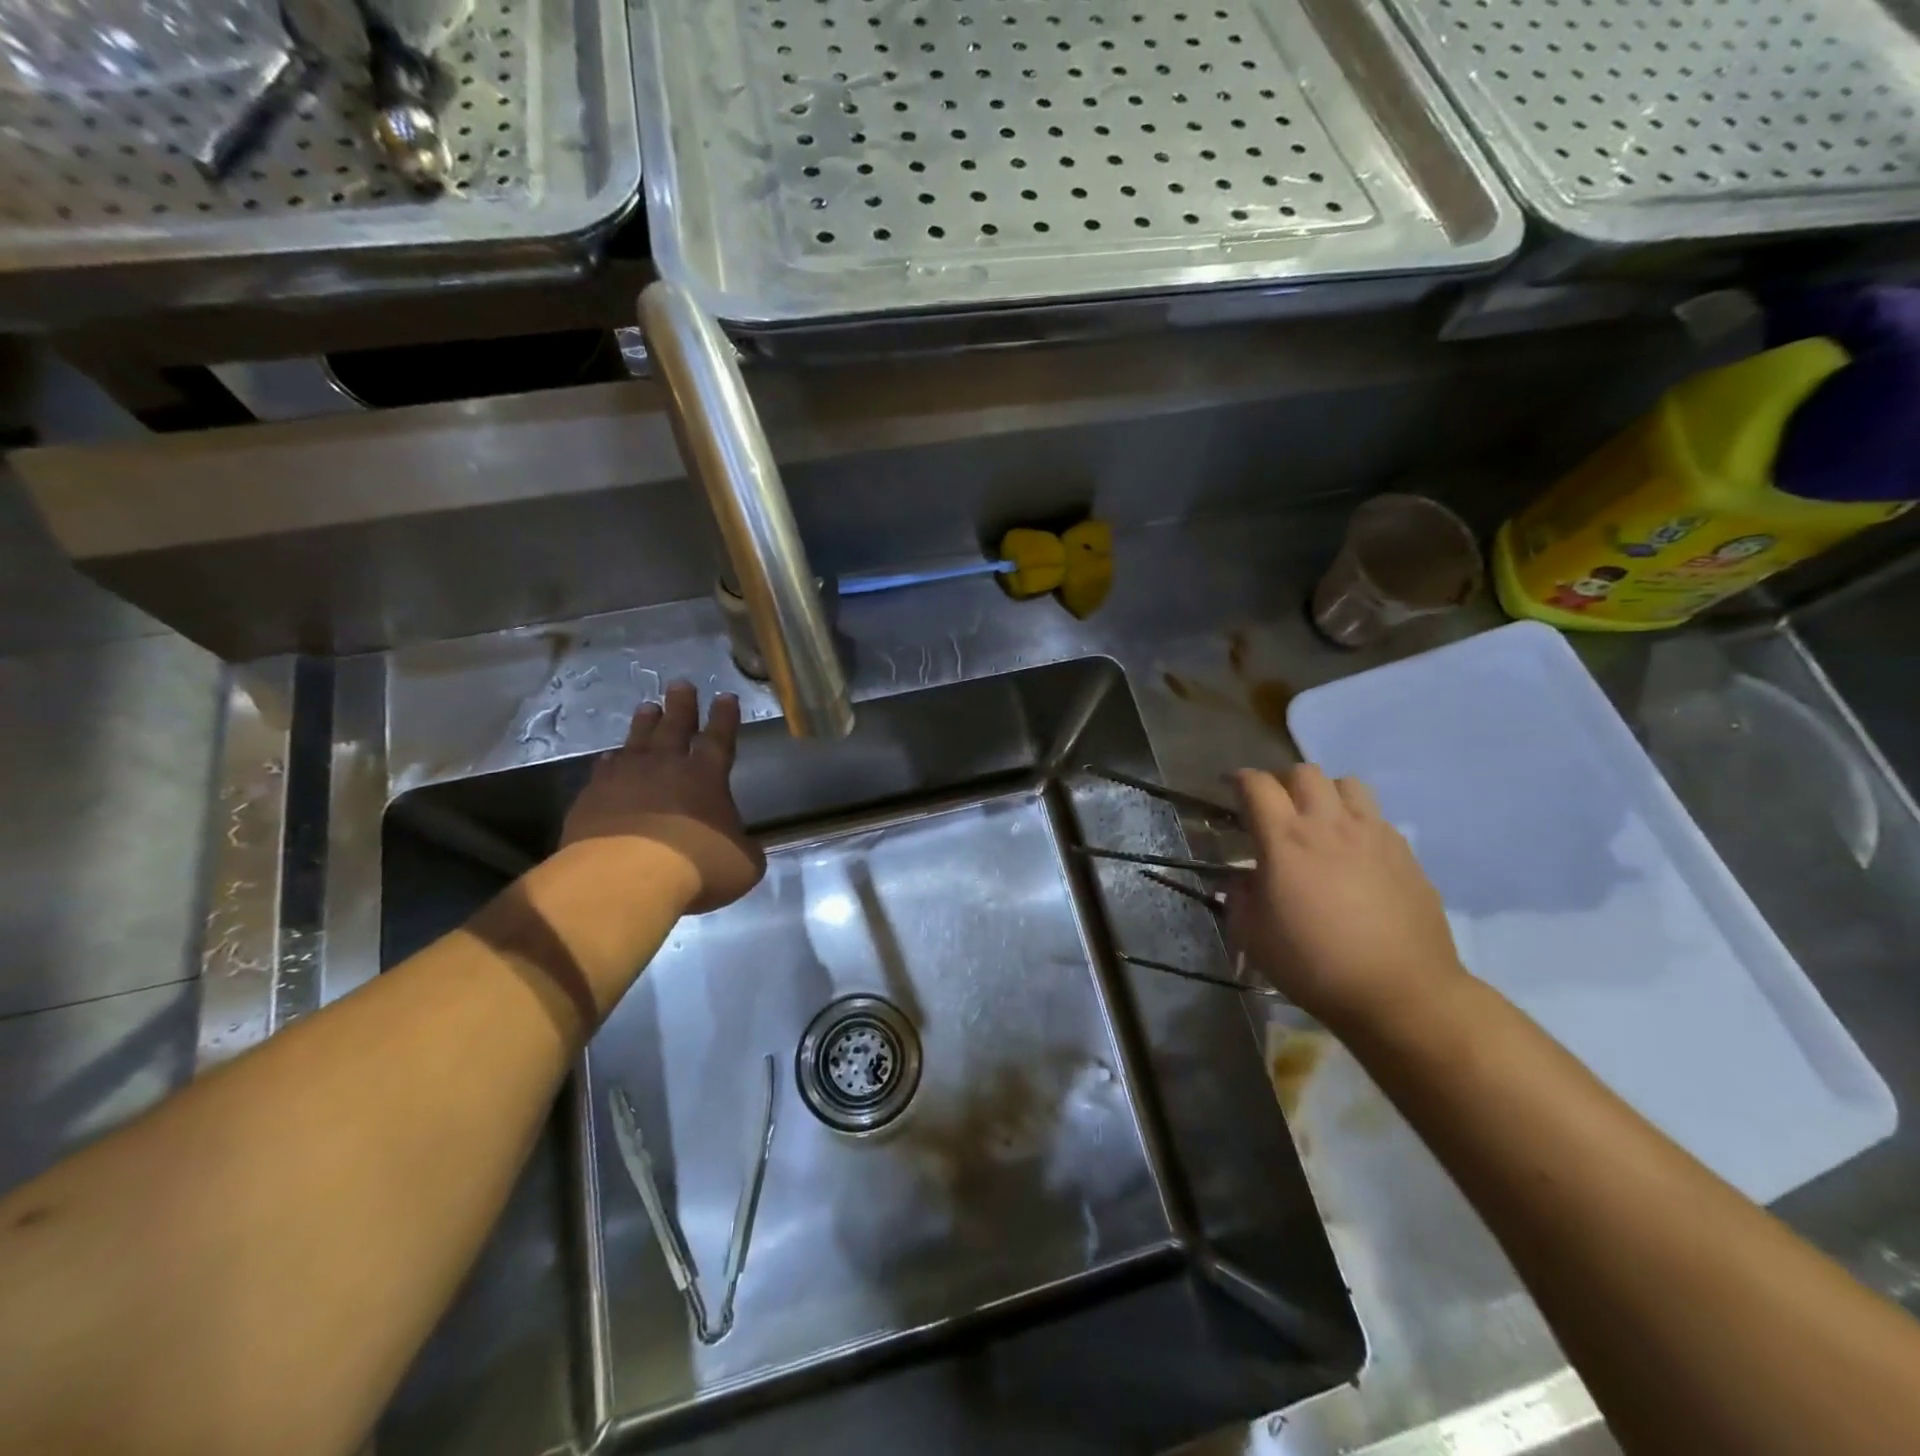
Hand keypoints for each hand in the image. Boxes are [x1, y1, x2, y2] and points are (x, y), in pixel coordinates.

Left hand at [560, 682, 764, 913]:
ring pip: (636, 741)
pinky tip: (608, 759)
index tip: (726, 697)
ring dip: (644, 724)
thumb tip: (742, 848)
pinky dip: (610, 763)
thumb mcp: (741, 864)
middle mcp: (665, 767)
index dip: (725, 718)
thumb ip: (743, 850)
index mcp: (706, 776)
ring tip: (647, 707)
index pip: (719, 738)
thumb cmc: (696, 866)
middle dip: (681, 706)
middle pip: (674, 727)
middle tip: (680, 684)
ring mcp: (624, 779)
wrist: (624, 877)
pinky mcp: (591, 798)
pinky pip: (603, 771)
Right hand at [1227, 765, 1466, 1031]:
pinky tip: (1353, 852)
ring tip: (1318, 818)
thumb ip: (1239, 897)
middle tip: (1273, 805)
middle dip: (1282, 780)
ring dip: (1325, 792)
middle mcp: (1329, 825)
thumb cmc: (1315, 965)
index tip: (1228, 786)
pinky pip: (1376, 817)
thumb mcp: (1254, 936)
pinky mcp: (1405, 853)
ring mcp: (1373, 835)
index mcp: (1285, 840)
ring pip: (1347, 784)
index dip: (1239, 779)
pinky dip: (1356, 820)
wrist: (1401, 992)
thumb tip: (1242, 879)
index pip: (1257, 785)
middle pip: (1304, 772)